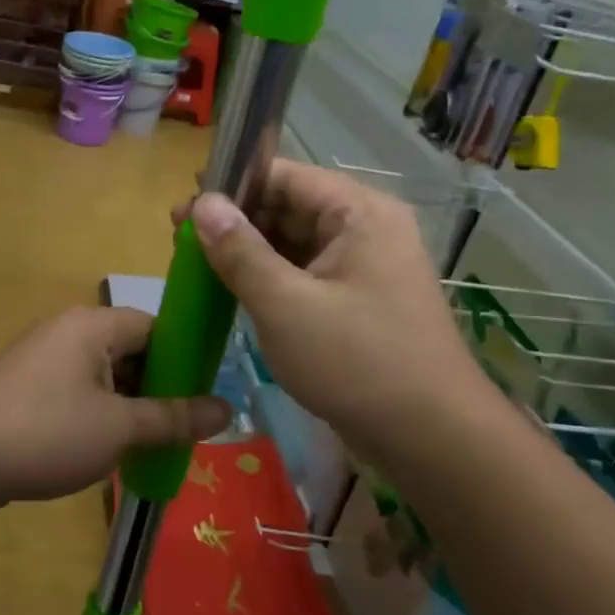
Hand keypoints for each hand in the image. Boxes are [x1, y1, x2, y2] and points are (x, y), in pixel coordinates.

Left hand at [0, 306, 232, 530]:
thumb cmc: (45, 433)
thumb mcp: (119, 428)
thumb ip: (174, 417)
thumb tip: (229, 409)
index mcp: (93, 325)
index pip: (157, 326)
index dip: (187, 358)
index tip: (208, 395)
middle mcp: (70, 331)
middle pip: (133, 350)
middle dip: (160, 388)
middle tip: (187, 427)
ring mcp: (45, 358)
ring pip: (107, 375)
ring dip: (132, 406)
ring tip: (157, 443)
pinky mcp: (29, 386)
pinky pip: (80, 392)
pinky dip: (102, 414)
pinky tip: (114, 448)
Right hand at [175, 160, 491, 461]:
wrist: (432, 439)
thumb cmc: (356, 362)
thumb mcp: (284, 305)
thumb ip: (239, 250)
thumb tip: (203, 203)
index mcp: (359, 213)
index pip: (285, 176)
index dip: (232, 186)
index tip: (185, 207)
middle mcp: (368, 228)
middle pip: (291, 207)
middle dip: (237, 221)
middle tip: (182, 241)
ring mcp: (367, 266)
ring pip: (297, 243)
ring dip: (251, 252)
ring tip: (200, 266)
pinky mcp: (361, 300)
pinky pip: (308, 273)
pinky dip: (272, 278)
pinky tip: (236, 290)